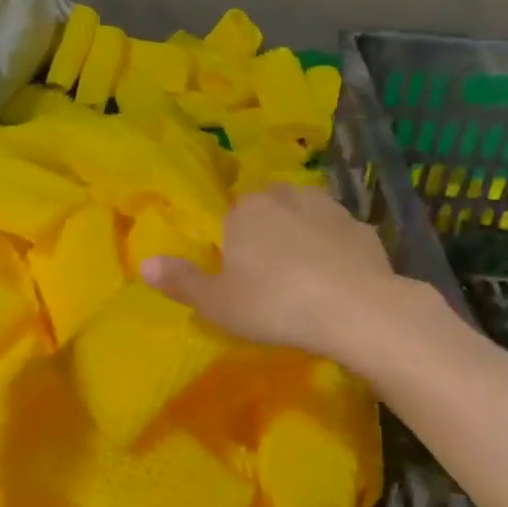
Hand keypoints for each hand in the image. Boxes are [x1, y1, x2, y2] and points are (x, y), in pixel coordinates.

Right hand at [140, 184, 398, 361]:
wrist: (356, 309)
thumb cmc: (274, 304)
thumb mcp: (217, 303)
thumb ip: (180, 281)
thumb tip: (143, 263)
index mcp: (246, 210)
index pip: (231, 216)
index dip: (234, 244)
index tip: (240, 275)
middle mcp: (287, 197)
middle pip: (269, 208)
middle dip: (267, 232)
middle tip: (269, 276)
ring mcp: (330, 210)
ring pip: (307, 215)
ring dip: (303, 236)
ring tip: (304, 276)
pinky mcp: (364, 229)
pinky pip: (340, 237)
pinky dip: (336, 252)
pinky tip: (337, 281)